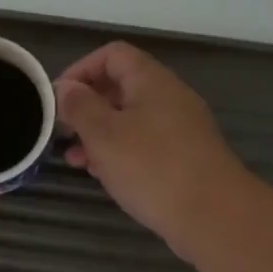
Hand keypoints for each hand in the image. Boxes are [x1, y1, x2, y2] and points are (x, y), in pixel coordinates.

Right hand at [56, 42, 250, 253]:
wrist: (213, 216)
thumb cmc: (153, 168)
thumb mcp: (104, 135)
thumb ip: (80, 107)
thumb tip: (65, 88)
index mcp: (151, 81)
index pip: (112, 55)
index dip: (81, 70)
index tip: (58, 99)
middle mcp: (168, 98)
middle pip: (120, 87)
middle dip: (86, 108)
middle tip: (61, 132)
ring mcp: (179, 129)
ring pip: (130, 120)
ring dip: (98, 135)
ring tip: (74, 160)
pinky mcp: (183, 158)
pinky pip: (143, 145)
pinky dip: (119, 154)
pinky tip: (103, 176)